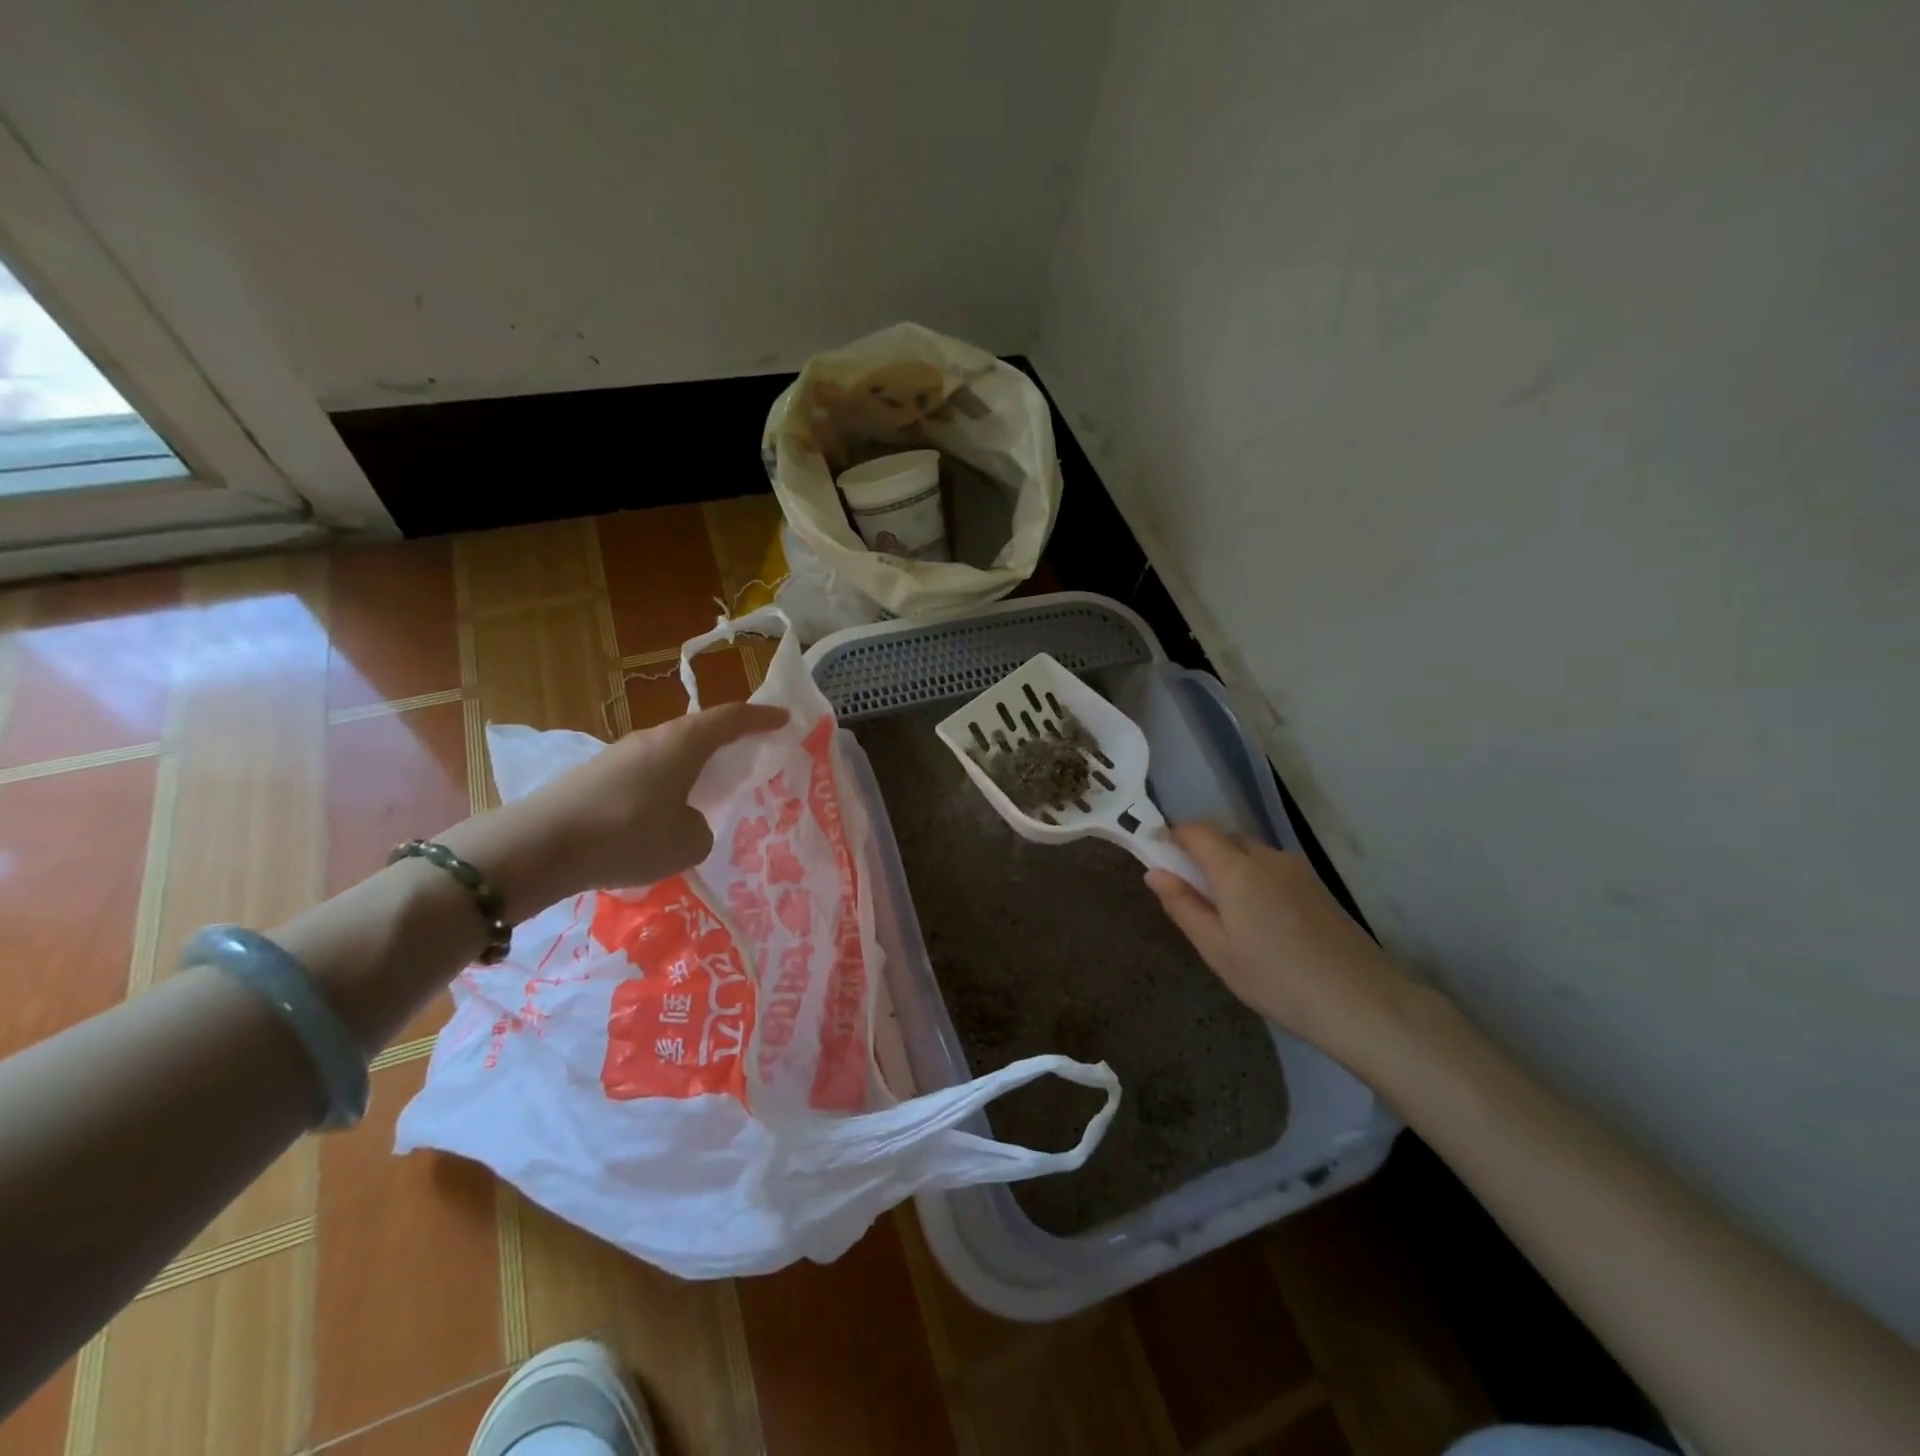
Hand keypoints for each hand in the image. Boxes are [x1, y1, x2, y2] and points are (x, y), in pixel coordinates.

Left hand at [445, 703, 788, 917]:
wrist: (538, 847)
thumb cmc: (628, 836)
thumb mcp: (688, 843)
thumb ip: (702, 828)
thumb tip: (688, 822)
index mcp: (684, 743)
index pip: (732, 718)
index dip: (762, 718)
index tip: (785, 719)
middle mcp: (653, 738)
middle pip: (700, 730)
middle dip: (728, 741)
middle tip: (749, 757)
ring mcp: (620, 754)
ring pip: (671, 753)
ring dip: (694, 766)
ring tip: (707, 793)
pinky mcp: (596, 775)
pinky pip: (647, 772)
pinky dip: (666, 784)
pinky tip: (662, 816)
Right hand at [1145, 824, 1421, 1068]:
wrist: (1362, 1002)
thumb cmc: (1276, 979)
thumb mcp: (1216, 950)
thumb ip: (1182, 906)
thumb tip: (1154, 872)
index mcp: (1236, 868)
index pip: (1196, 830)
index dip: (1172, 837)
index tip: (1158, 860)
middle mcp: (1266, 857)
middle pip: (1223, 838)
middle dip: (1199, 854)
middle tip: (1189, 895)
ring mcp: (1296, 870)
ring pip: (1249, 853)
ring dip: (1228, 868)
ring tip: (1225, 915)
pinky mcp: (1316, 886)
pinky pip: (1271, 869)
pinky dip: (1253, 880)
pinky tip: (1260, 922)